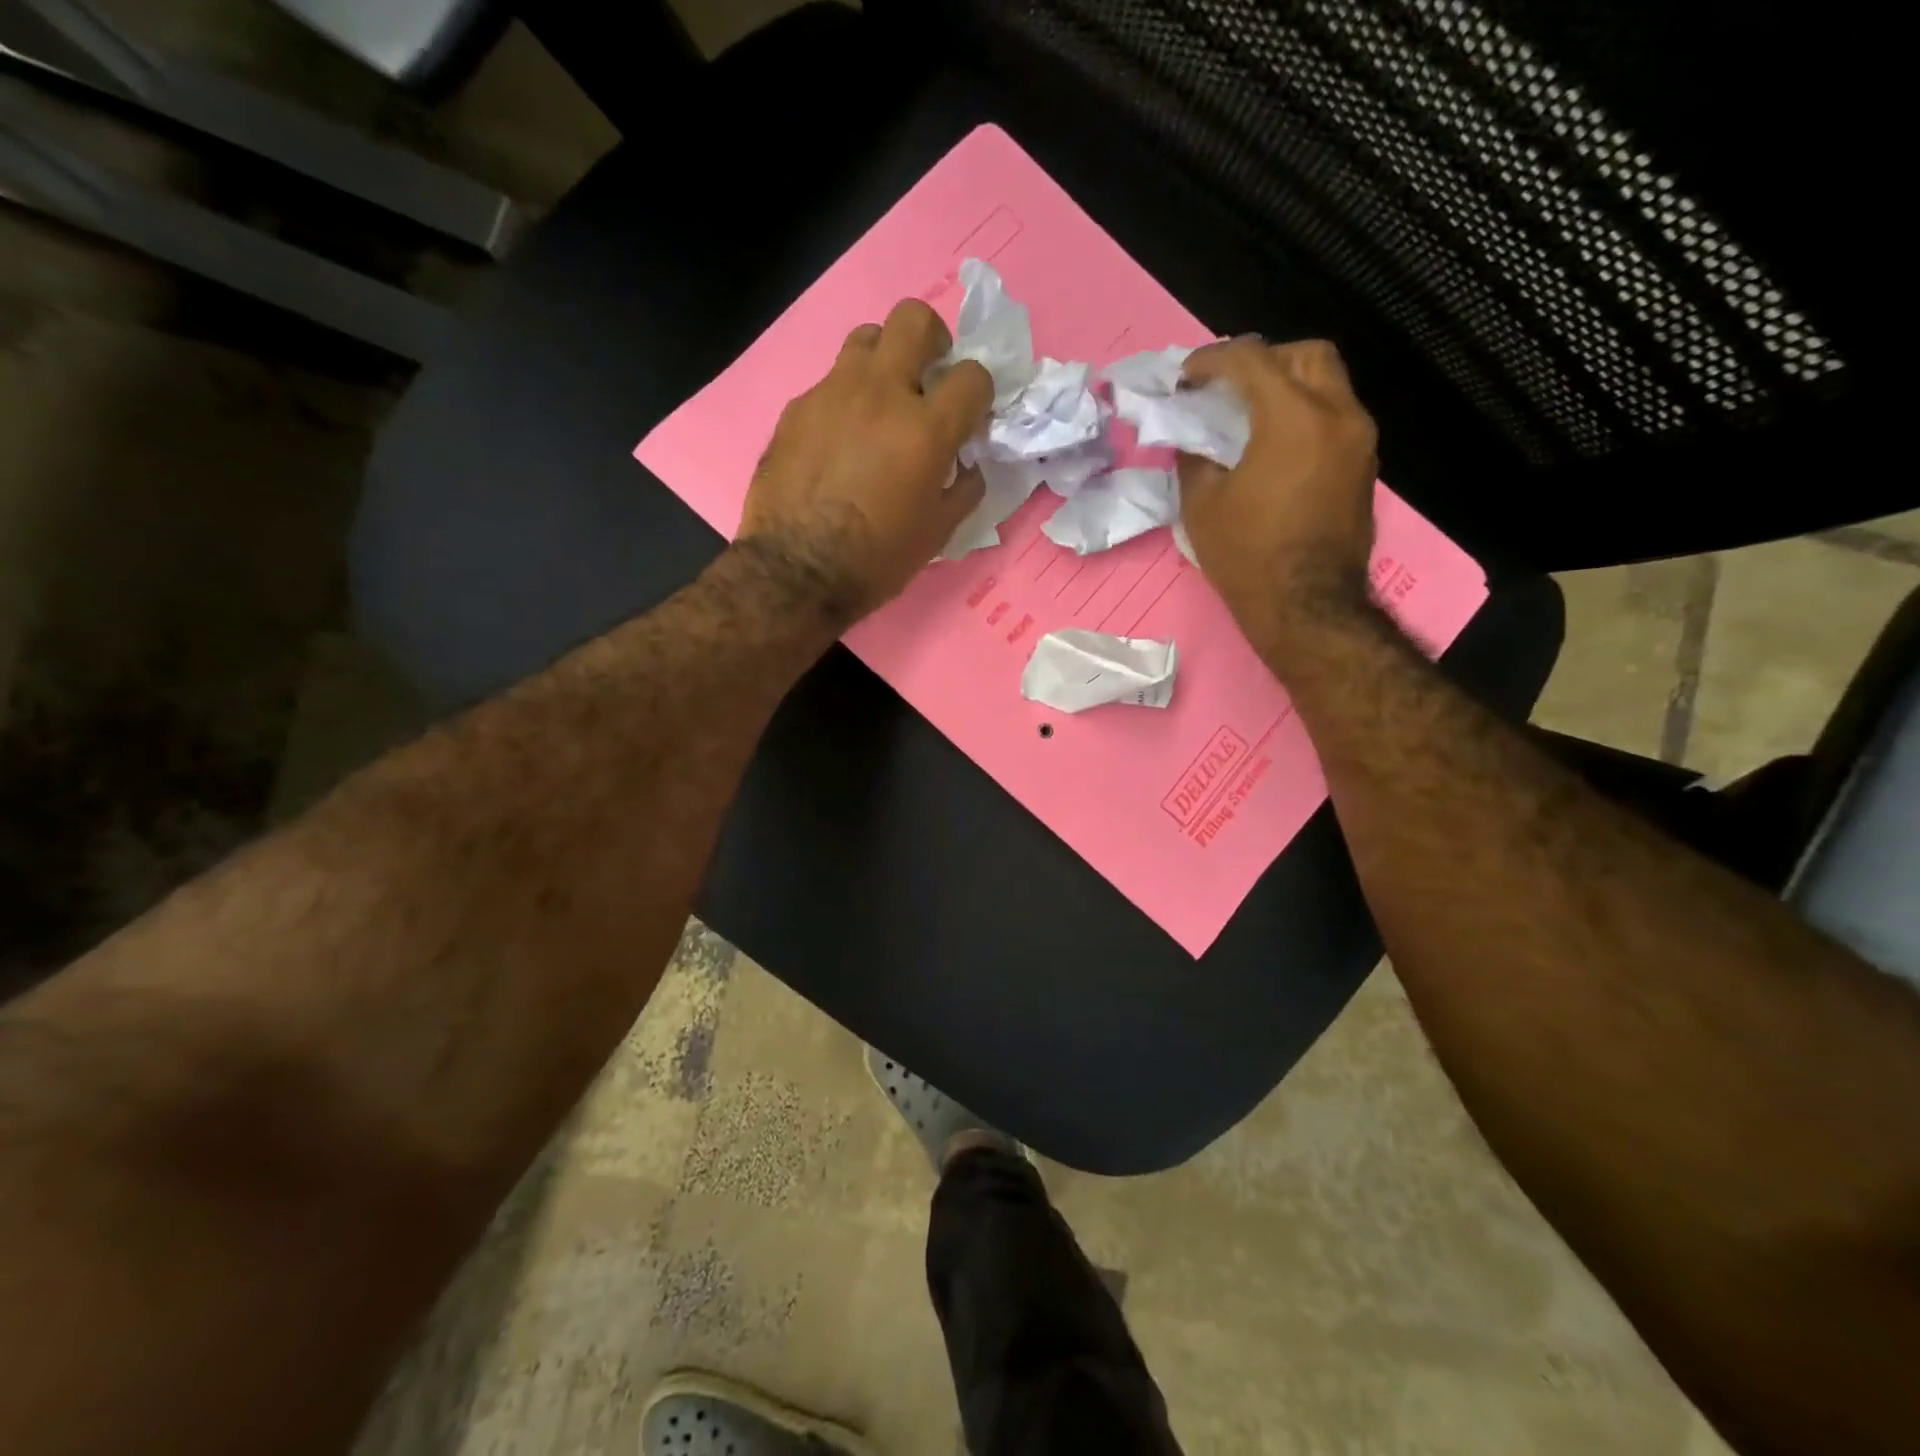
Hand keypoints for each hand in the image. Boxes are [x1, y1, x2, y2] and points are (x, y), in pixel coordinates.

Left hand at [737, 299, 991, 625]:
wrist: (796, 573)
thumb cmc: (877, 559)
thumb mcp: (938, 532)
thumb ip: (964, 488)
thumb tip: (968, 464)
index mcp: (925, 428)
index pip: (973, 376)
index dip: (980, 394)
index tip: (971, 418)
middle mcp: (880, 393)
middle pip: (913, 318)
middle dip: (934, 339)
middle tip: (930, 375)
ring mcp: (832, 394)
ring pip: (866, 338)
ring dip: (885, 360)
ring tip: (883, 402)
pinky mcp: (797, 408)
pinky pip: (830, 384)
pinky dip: (847, 401)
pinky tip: (841, 441)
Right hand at [1177, 337, 1378, 636]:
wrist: (1307, 607)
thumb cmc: (1248, 556)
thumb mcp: (1202, 506)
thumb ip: (1195, 459)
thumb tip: (1193, 440)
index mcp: (1293, 418)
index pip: (1251, 360)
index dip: (1212, 361)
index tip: (1186, 378)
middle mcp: (1338, 415)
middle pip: (1306, 355)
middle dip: (1263, 360)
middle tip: (1228, 388)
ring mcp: (1359, 440)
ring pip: (1329, 384)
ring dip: (1289, 387)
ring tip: (1251, 416)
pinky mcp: (1364, 466)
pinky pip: (1336, 417)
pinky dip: (1305, 415)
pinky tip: (1276, 445)